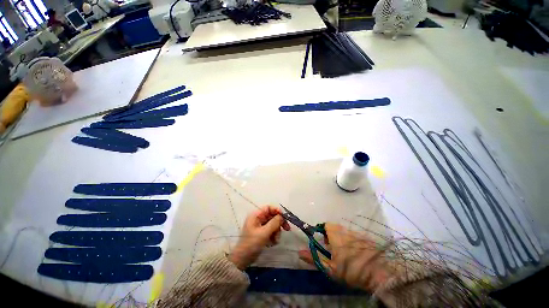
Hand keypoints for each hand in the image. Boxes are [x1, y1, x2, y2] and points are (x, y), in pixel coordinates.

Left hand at [228, 205, 290, 269]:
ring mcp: (260, 226)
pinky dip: (274, 236)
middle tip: (287, 229)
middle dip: (279, 223)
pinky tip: (272, 243)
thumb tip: (282, 216)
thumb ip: (274, 223)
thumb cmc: (251, 244)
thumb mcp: (264, 233)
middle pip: (272, 216)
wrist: (242, 260)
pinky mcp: (262, 234)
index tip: (284, 217)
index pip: (268, 208)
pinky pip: (271, 231)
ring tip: (276, 240)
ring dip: (277, 232)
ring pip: (273, 224)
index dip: (277, 210)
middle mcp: (258, 219)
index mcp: (256, 215)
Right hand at [298, 223, 390, 291]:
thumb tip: (299, 252)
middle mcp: (346, 231)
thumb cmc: (351, 271)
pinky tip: (357, 256)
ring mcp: (357, 234)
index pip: (326, 224)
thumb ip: (314, 259)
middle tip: (334, 252)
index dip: (323, 231)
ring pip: (345, 232)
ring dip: (342, 240)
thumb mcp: (330, 269)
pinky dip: (353, 243)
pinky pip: (355, 237)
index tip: (325, 243)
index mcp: (336, 235)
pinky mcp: (367, 239)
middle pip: (336, 228)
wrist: (379, 275)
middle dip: (332, 237)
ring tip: (346, 255)